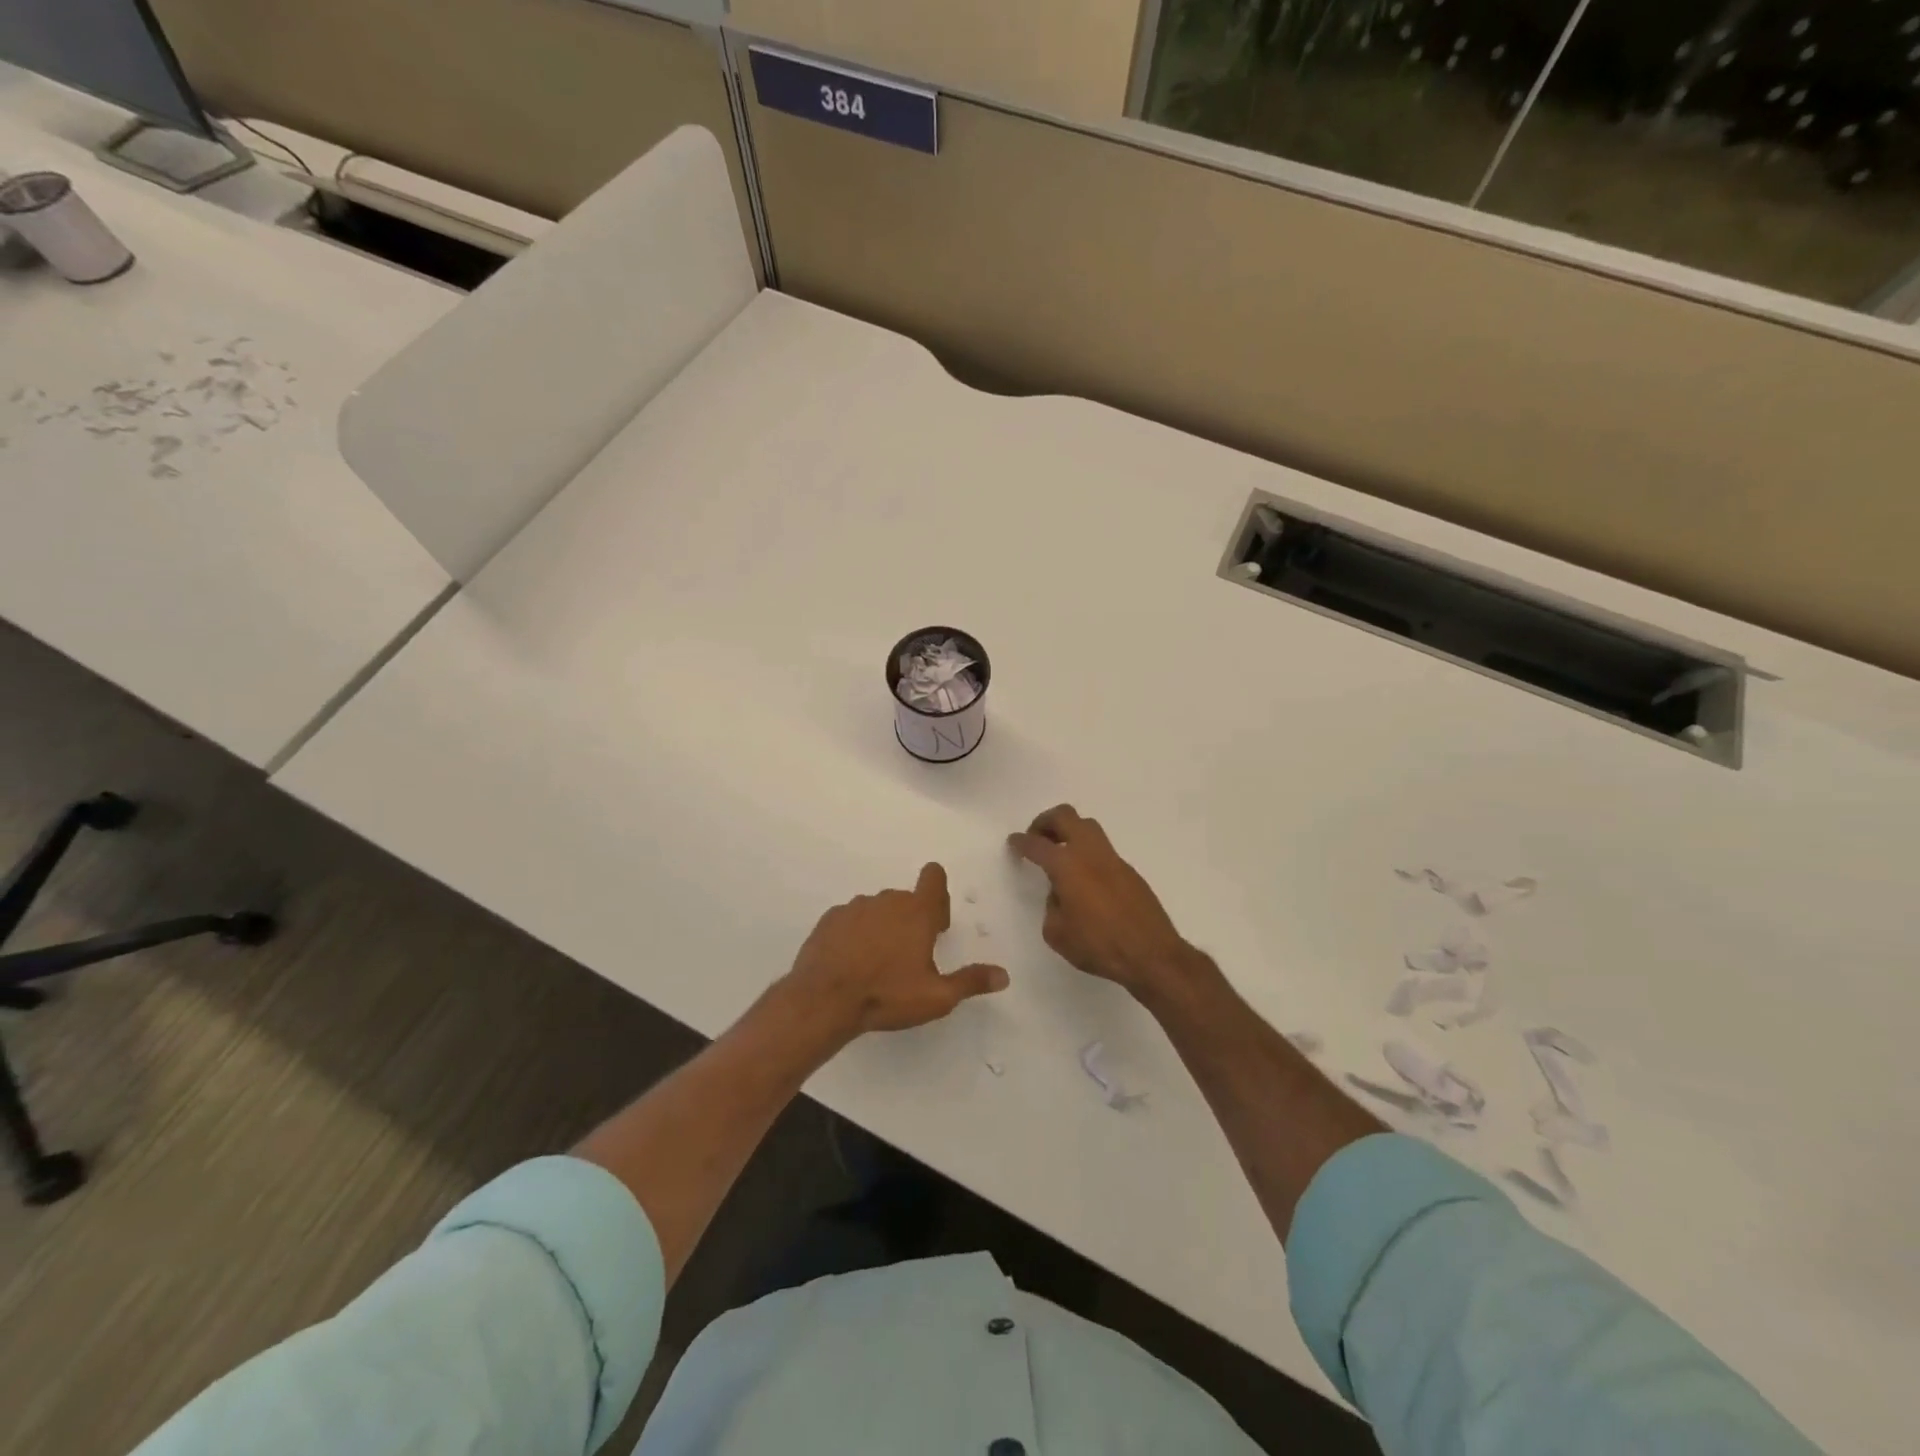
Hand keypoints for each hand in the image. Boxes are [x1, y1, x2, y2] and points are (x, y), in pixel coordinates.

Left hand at [784, 863, 1008, 1040]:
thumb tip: (1004, 975)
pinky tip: (851, 963)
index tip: (936, 924)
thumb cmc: (887, 995)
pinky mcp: (829, 920)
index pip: (934, 877)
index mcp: (917, 912)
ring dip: (882, 927)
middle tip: (909, 957)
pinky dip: (855, 934)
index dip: (939, 894)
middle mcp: (887, 901)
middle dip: (912, 920)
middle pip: (906, 899)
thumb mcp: (937, 996)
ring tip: (877, 964)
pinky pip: (850, 920)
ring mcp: (854, 907)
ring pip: (877, 909)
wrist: (824, 1000)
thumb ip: (971, 981)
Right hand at [1008, 805, 1206, 1001]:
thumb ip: (1052, 906)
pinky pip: (1102, 850)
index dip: (1022, 842)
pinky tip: (1084, 878)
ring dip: (1069, 832)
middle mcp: (1090, 853)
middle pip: (1066, 816)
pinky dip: (1087, 853)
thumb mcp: (1057, 933)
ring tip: (1059, 854)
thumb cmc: (1098, 945)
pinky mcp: (1129, 871)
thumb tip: (1061, 894)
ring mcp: (1113, 859)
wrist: (1151, 954)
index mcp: (1067, 866)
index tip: (1014, 842)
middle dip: (1046, 822)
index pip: (1037, 844)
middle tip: (1037, 838)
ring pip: (1088, 827)